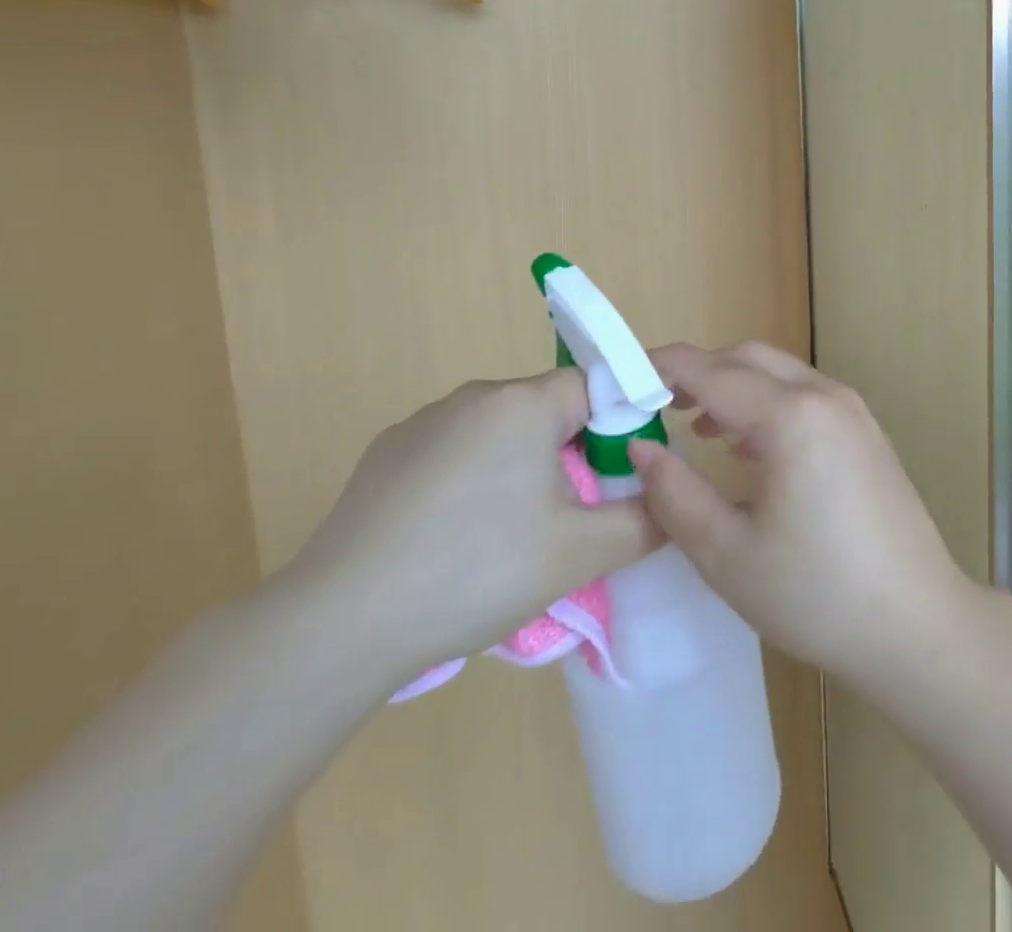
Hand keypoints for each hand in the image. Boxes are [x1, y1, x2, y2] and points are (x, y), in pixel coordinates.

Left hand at [286, 370, 660, 685]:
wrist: (338, 625)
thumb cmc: (476, 571)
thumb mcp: (580, 553)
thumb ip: (645, 522)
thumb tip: (673, 504)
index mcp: (524, 402)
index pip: (598, 387)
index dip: (622, 426)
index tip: (624, 477)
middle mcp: (474, 396)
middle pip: (549, 410)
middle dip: (574, 453)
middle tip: (574, 518)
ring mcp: (423, 423)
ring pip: (501, 432)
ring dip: (523, 468)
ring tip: (512, 537)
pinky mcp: (386, 455)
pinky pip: (455, 452)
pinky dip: (473, 481)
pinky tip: (455, 539)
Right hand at [629, 342, 973, 691]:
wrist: (915, 623)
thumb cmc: (815, 594)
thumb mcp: (726, 553)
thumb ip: (674, 493)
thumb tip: (640, 448)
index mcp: (790, 416)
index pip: (710, 371)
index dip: (660, 368)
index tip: (620, 380)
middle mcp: (824, 395)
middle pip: (747, 358)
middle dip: (697, 372)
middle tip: (655, 406)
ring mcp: (852, 410)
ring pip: (779, 373)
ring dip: (733, 387)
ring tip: (695, 427)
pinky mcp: (865, 431)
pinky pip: (804, 395)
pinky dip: (766, 403)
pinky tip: (747, 446)